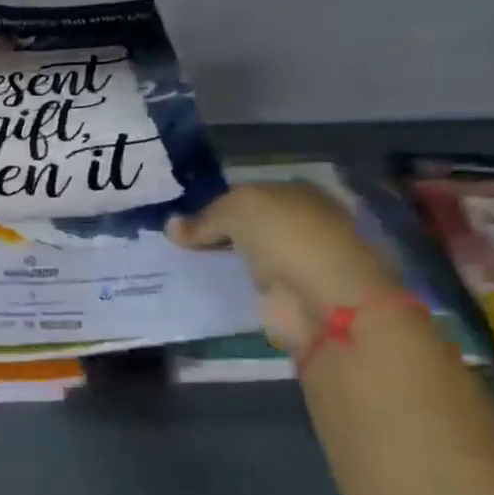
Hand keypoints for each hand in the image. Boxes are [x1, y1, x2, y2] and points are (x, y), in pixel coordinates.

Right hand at [170, 182, 401, 351]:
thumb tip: (171, 226)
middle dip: (214, 232)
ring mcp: (291, 263)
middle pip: (246, 226)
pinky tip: (194, 283)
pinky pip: (243, 284)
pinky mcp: (282, 296)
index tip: (182, 217)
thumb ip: (205, 219)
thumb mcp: (239, 210)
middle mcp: (297, 225)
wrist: (322, 300)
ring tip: (174, 260)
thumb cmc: (288, 237)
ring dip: (217, 259)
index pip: (247, 194)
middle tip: (172, 239)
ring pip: (243, 254)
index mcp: (297, 194)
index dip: (214, 203)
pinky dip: (223, 285)